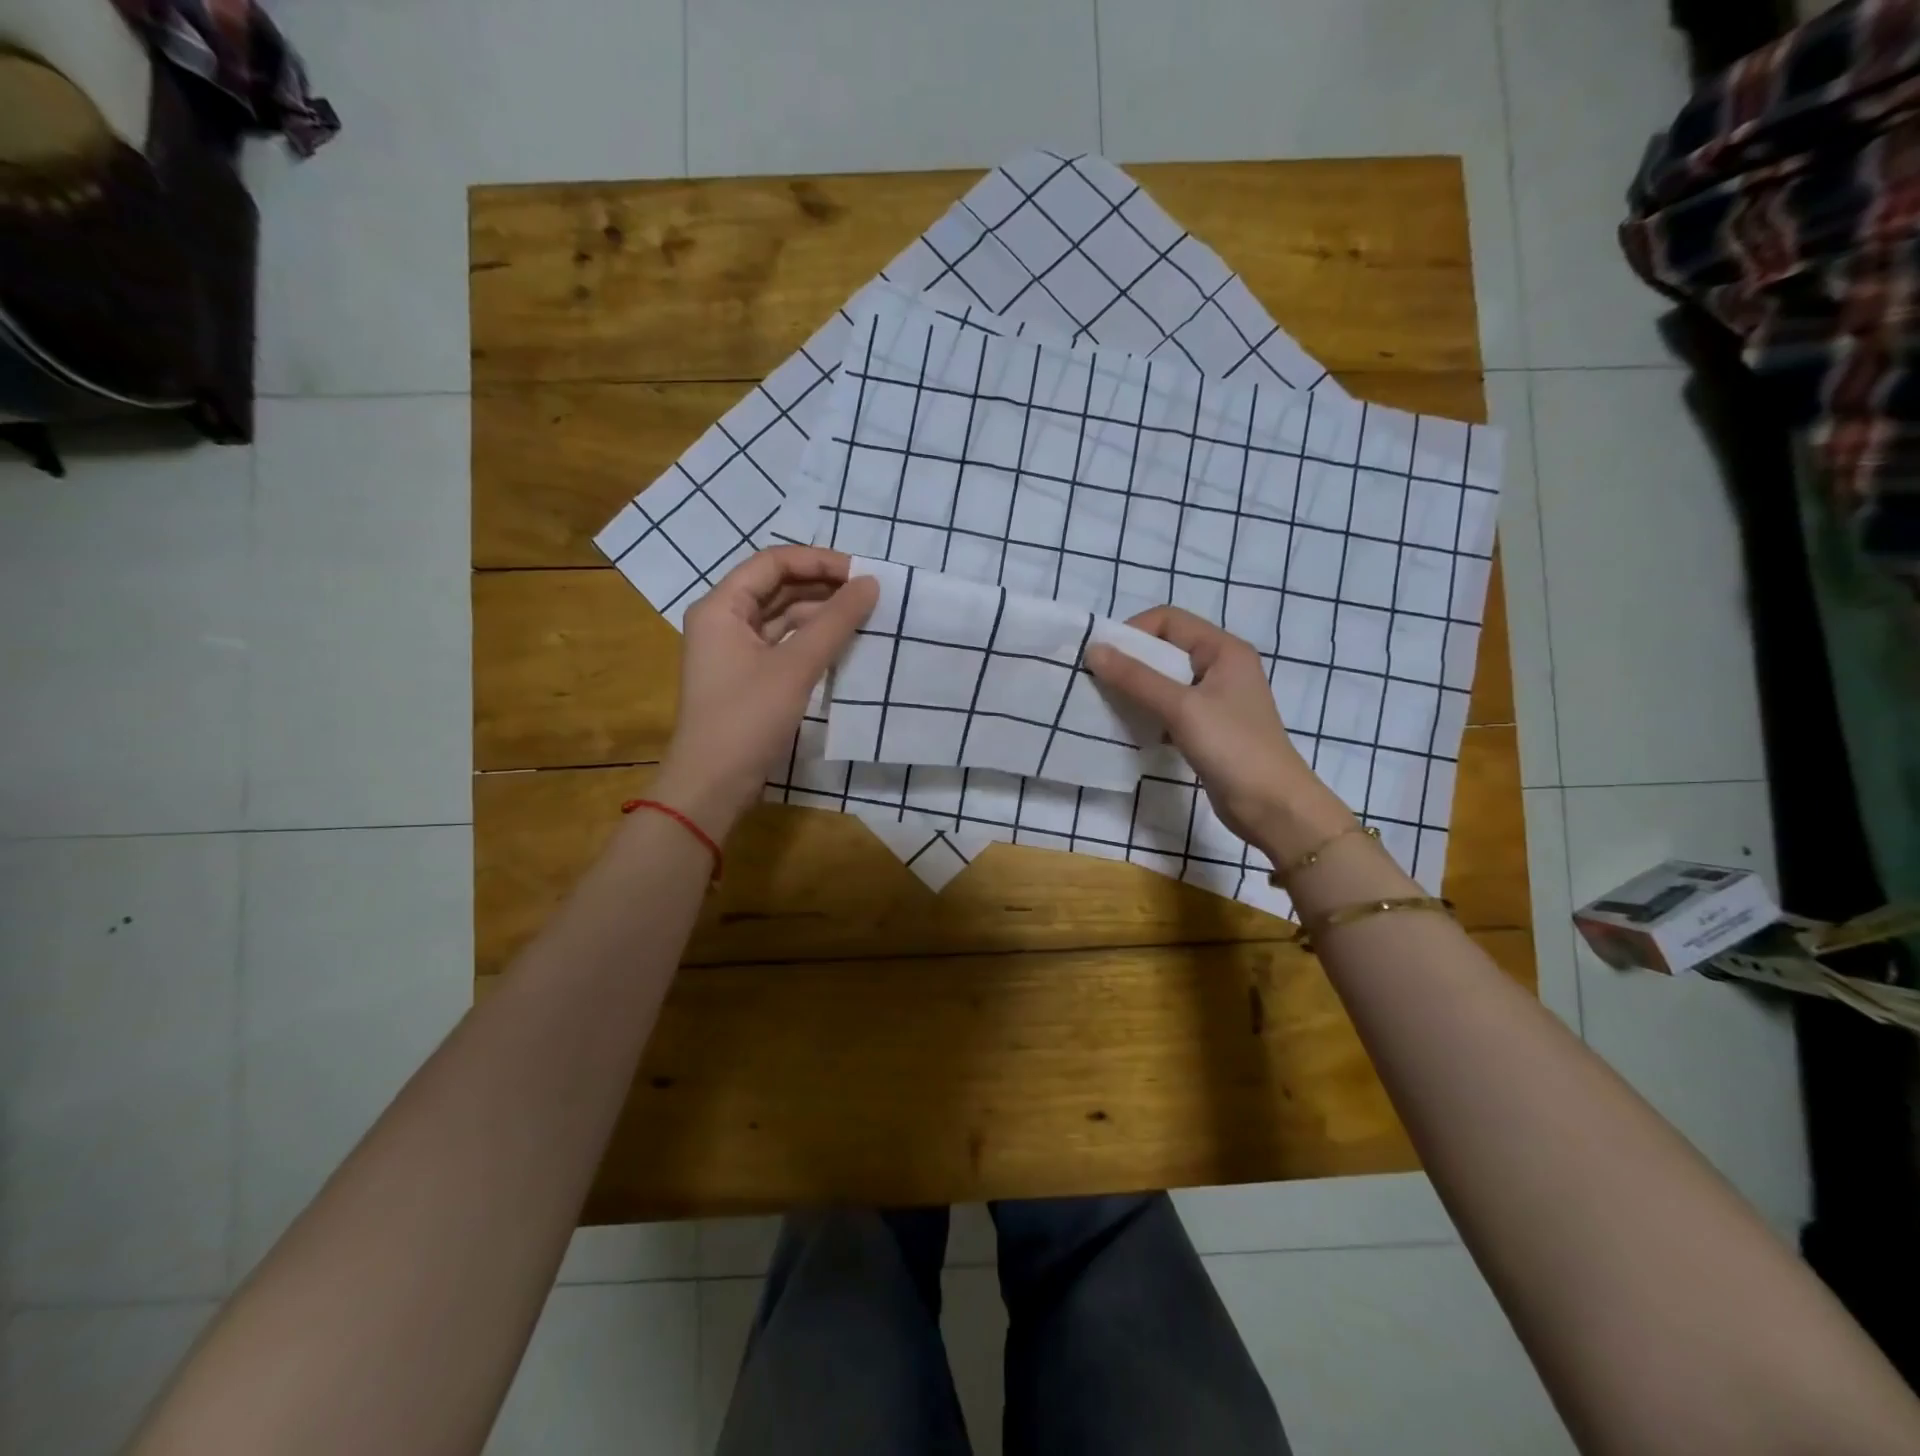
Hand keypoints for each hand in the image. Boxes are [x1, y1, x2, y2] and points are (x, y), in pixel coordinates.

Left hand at [653, 547, 877, 837]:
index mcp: (721, 607)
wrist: (713, 784)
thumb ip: (835, 622)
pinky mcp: (748, 677)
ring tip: (864, 617)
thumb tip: (871, 584)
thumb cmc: (747, 719)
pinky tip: (843, 645)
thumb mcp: (795, 667)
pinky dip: (811, 641)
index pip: (773, 563)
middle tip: (870, 594)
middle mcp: (724, 621)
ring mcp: (734, 651)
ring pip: (782, 617)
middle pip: (777, 587)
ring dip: (820, 615)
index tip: (862, 574)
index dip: (819, 561)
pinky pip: (783, 645)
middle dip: (823, 587)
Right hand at [1085, 606, 1353, 860]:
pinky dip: (1147, 714)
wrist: (1273, 807)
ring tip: (1107, 706)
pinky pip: (1169, 709)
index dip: (1133, 632)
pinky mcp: (1207, 728)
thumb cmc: (1233, 748)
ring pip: (1164, 681)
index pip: (1168, 620)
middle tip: (1097, 683)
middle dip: (1129, 662)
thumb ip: (1136, 678)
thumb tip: (1093, 650)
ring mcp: (1214, 700)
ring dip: (1135, 690)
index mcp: (1222, 649)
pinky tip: (1129, 729)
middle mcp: (1220, 667)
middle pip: (1164, 649)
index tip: (1102, 658)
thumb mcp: (1181, 708)